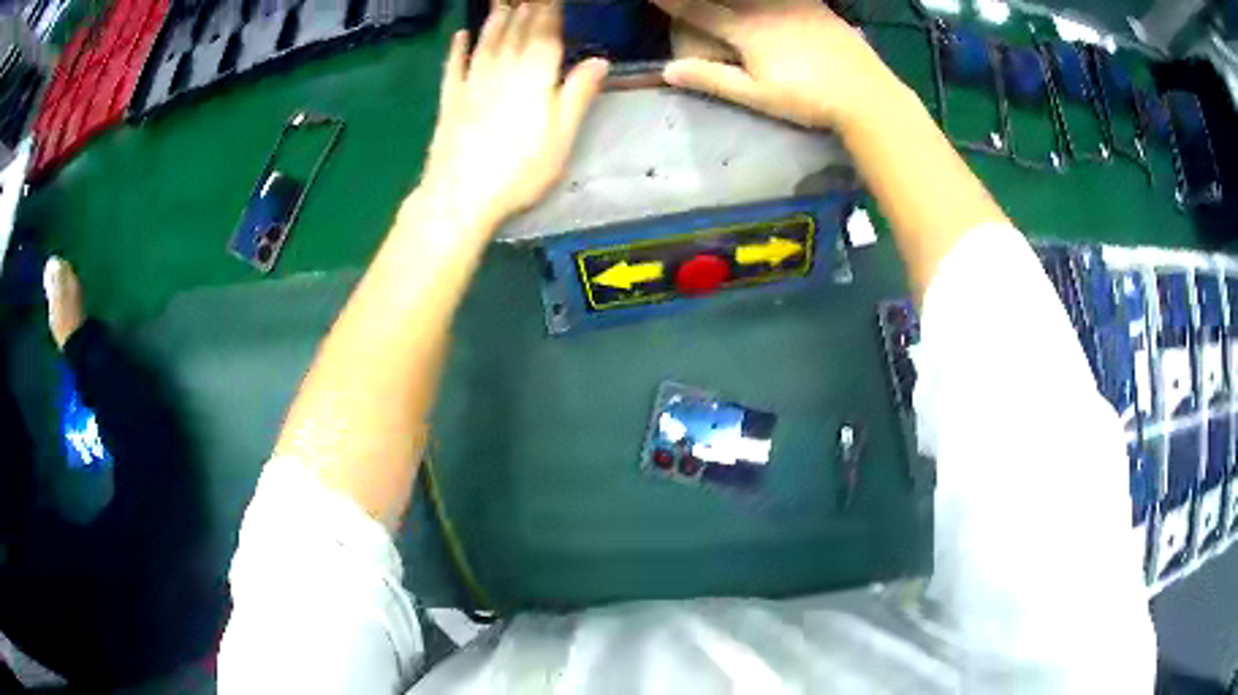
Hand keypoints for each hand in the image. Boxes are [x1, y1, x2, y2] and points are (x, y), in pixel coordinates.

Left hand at [420, 3, 608, 228]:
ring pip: (487, 41)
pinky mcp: (449, 100)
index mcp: (535, 77)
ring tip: (502, 2)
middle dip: (525, 8)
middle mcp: (503, 70)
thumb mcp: (562, 136)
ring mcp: (472, 83)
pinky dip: (457, 49)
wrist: (461, 195)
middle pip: (516, 31)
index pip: (545, 34)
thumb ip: (578, 94)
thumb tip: (600, 60)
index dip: (550, 12)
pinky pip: (454, 66)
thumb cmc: (520, 170)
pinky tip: (460, 35)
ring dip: (495, 19)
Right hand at [652, 0, 897, 130]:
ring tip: (731, 0)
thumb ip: (713, 79)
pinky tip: (770, 1)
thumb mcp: (757, 95)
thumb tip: (668, 71)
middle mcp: (766, 8)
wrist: (865, 94)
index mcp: (747, 30)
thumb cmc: (807, 99)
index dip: (675, 2)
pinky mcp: (818, 6)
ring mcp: (794, 4)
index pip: (700, 11)